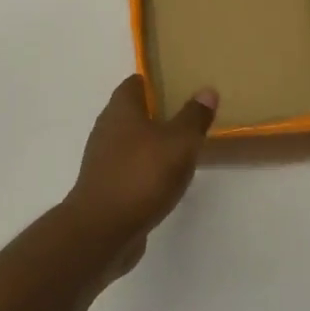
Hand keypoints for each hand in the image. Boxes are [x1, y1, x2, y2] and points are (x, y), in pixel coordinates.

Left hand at [62, 76, 217, 279]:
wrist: (103, 228)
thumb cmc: (142, 176)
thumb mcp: (179, 143)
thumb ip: (193, 117)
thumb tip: (206, 90)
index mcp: (121, 110)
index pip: (135, 83)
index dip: (155, 81)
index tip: (178, 84)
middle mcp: (107, 128)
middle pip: (132, 111)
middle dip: (156, 112)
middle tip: (187, 116)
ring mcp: (103, 159)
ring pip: (130, 141)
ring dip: (151, 142)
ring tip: (181, 147)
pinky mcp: (106, 185)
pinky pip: (129, 167)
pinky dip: (145, 168)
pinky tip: (165, 179)